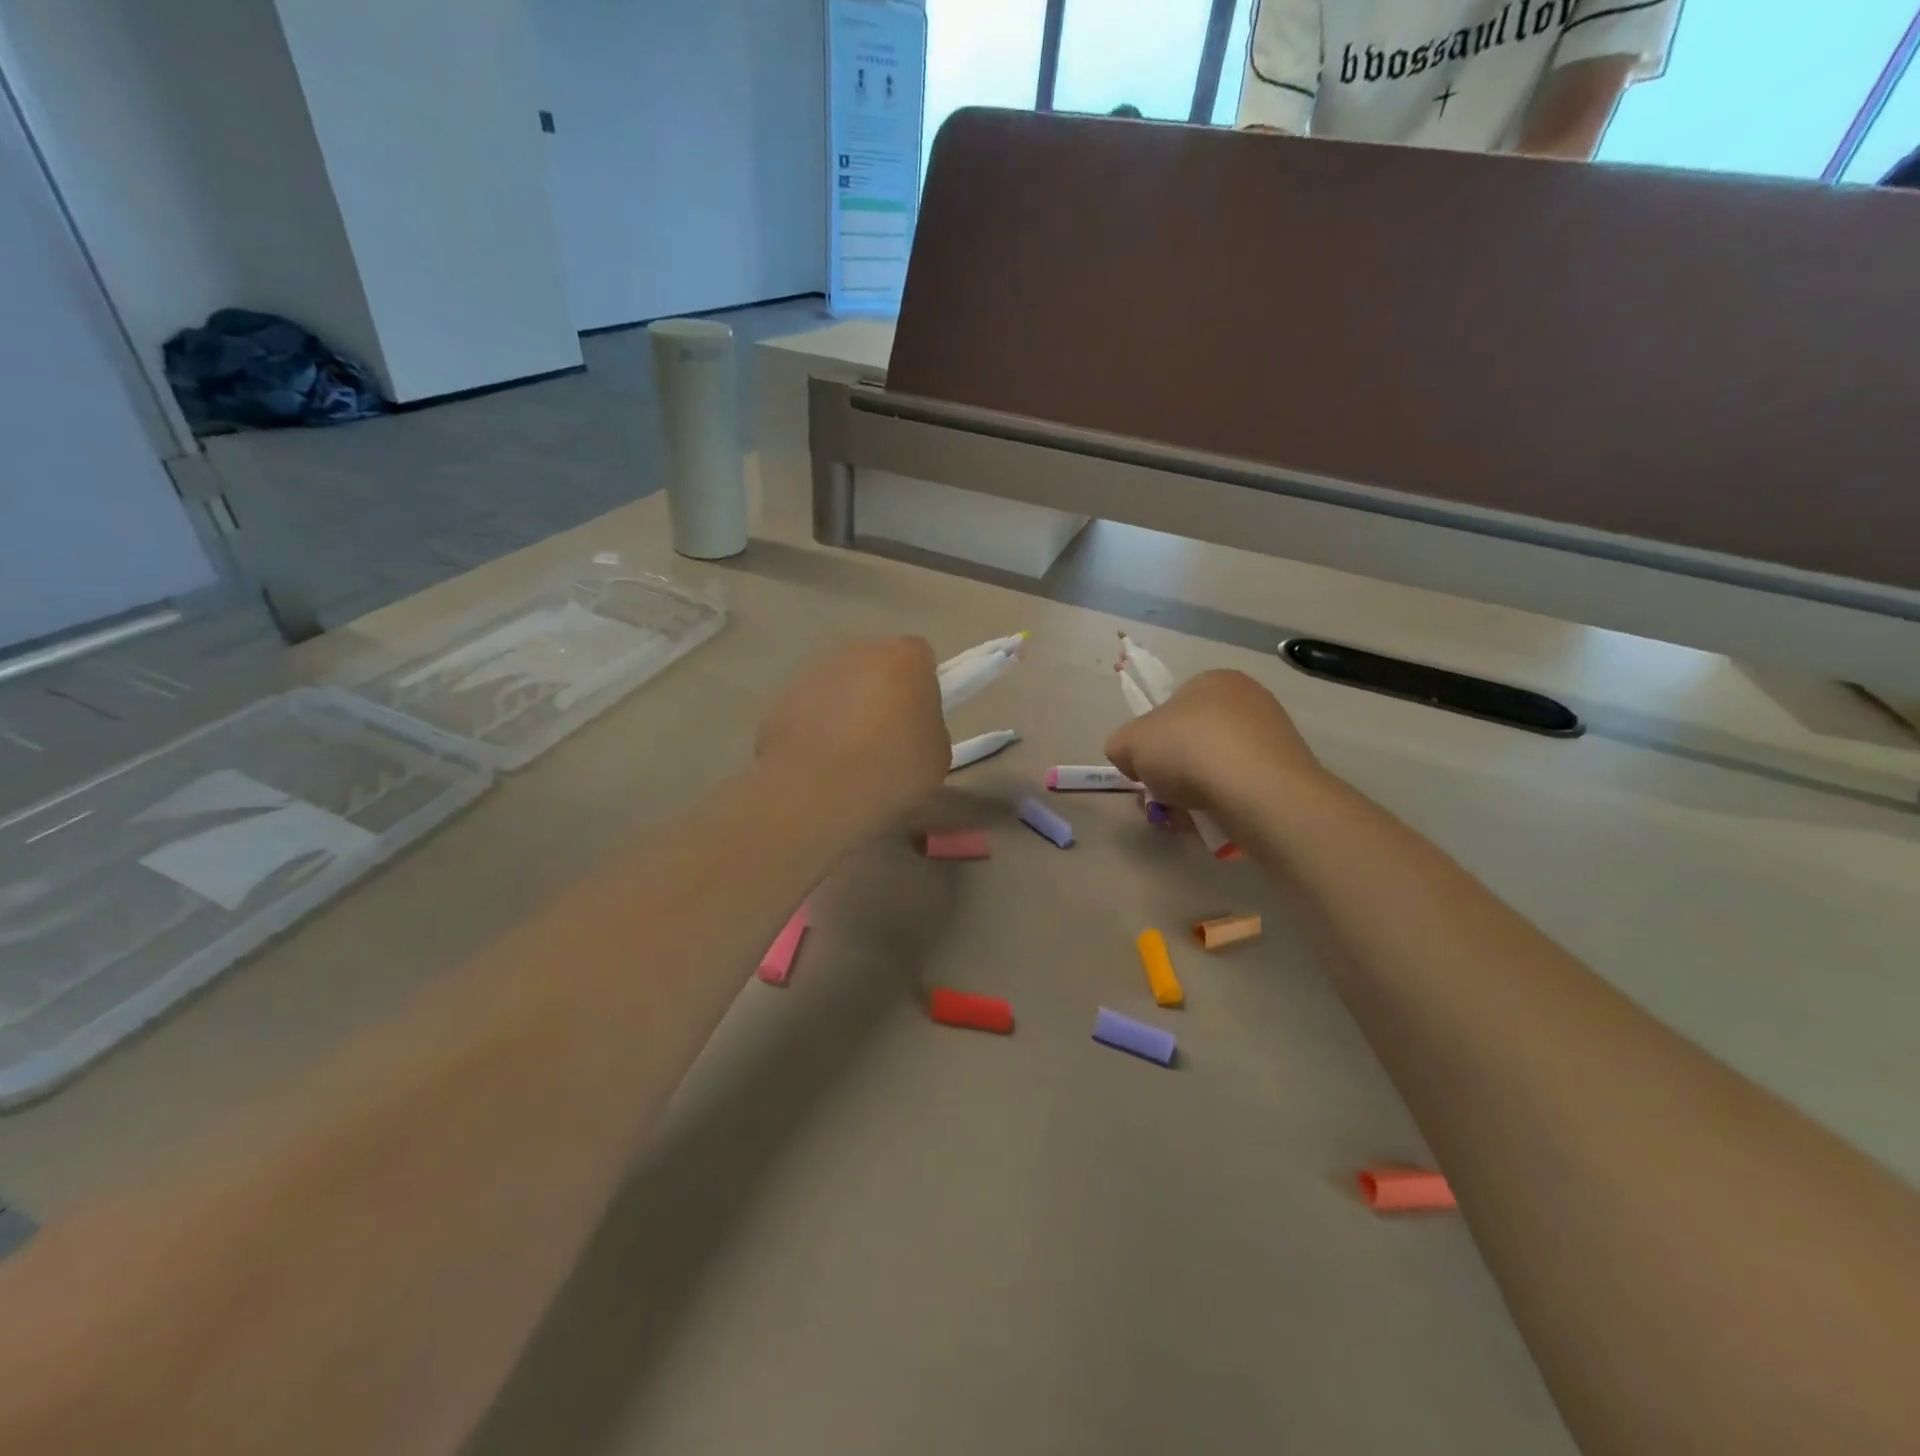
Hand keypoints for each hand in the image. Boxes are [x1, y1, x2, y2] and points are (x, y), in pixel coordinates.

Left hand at [757, 637, 948, 824]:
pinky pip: (811, 707)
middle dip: (882, 690)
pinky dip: (816, 726)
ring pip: (840, 684)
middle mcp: (858, 651)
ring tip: (849, 755)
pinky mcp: (782, 698)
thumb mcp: (937, 754)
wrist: (818, 792)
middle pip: (876, 664)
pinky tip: (820, 762)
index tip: (919, 718)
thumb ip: (928, 726)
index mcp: (904, 658)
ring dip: (847, 707)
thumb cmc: (891, 769)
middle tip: (887, 736)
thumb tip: (910, 728)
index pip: (920, 657)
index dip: (921, 685)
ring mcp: (814, 671)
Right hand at [1104, 670, 1323, 816]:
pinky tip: (1211, 821)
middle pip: (1193, 740)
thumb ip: (1121, 745)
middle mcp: (1248, 700)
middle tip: (1159, 795)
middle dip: (1172, 770)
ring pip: (1215, 767)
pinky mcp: (1286, 774)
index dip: (1151, 739)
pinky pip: (1240, 788)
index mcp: (1212, 680)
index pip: (1171, 707)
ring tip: (1182, 816)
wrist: (1256, 791)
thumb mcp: (1129, 742)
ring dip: (1193, 791)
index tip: (1143, 767)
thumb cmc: (1188, 750)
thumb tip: (1130, 758)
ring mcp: (1273, 737)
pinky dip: (1222, 804)